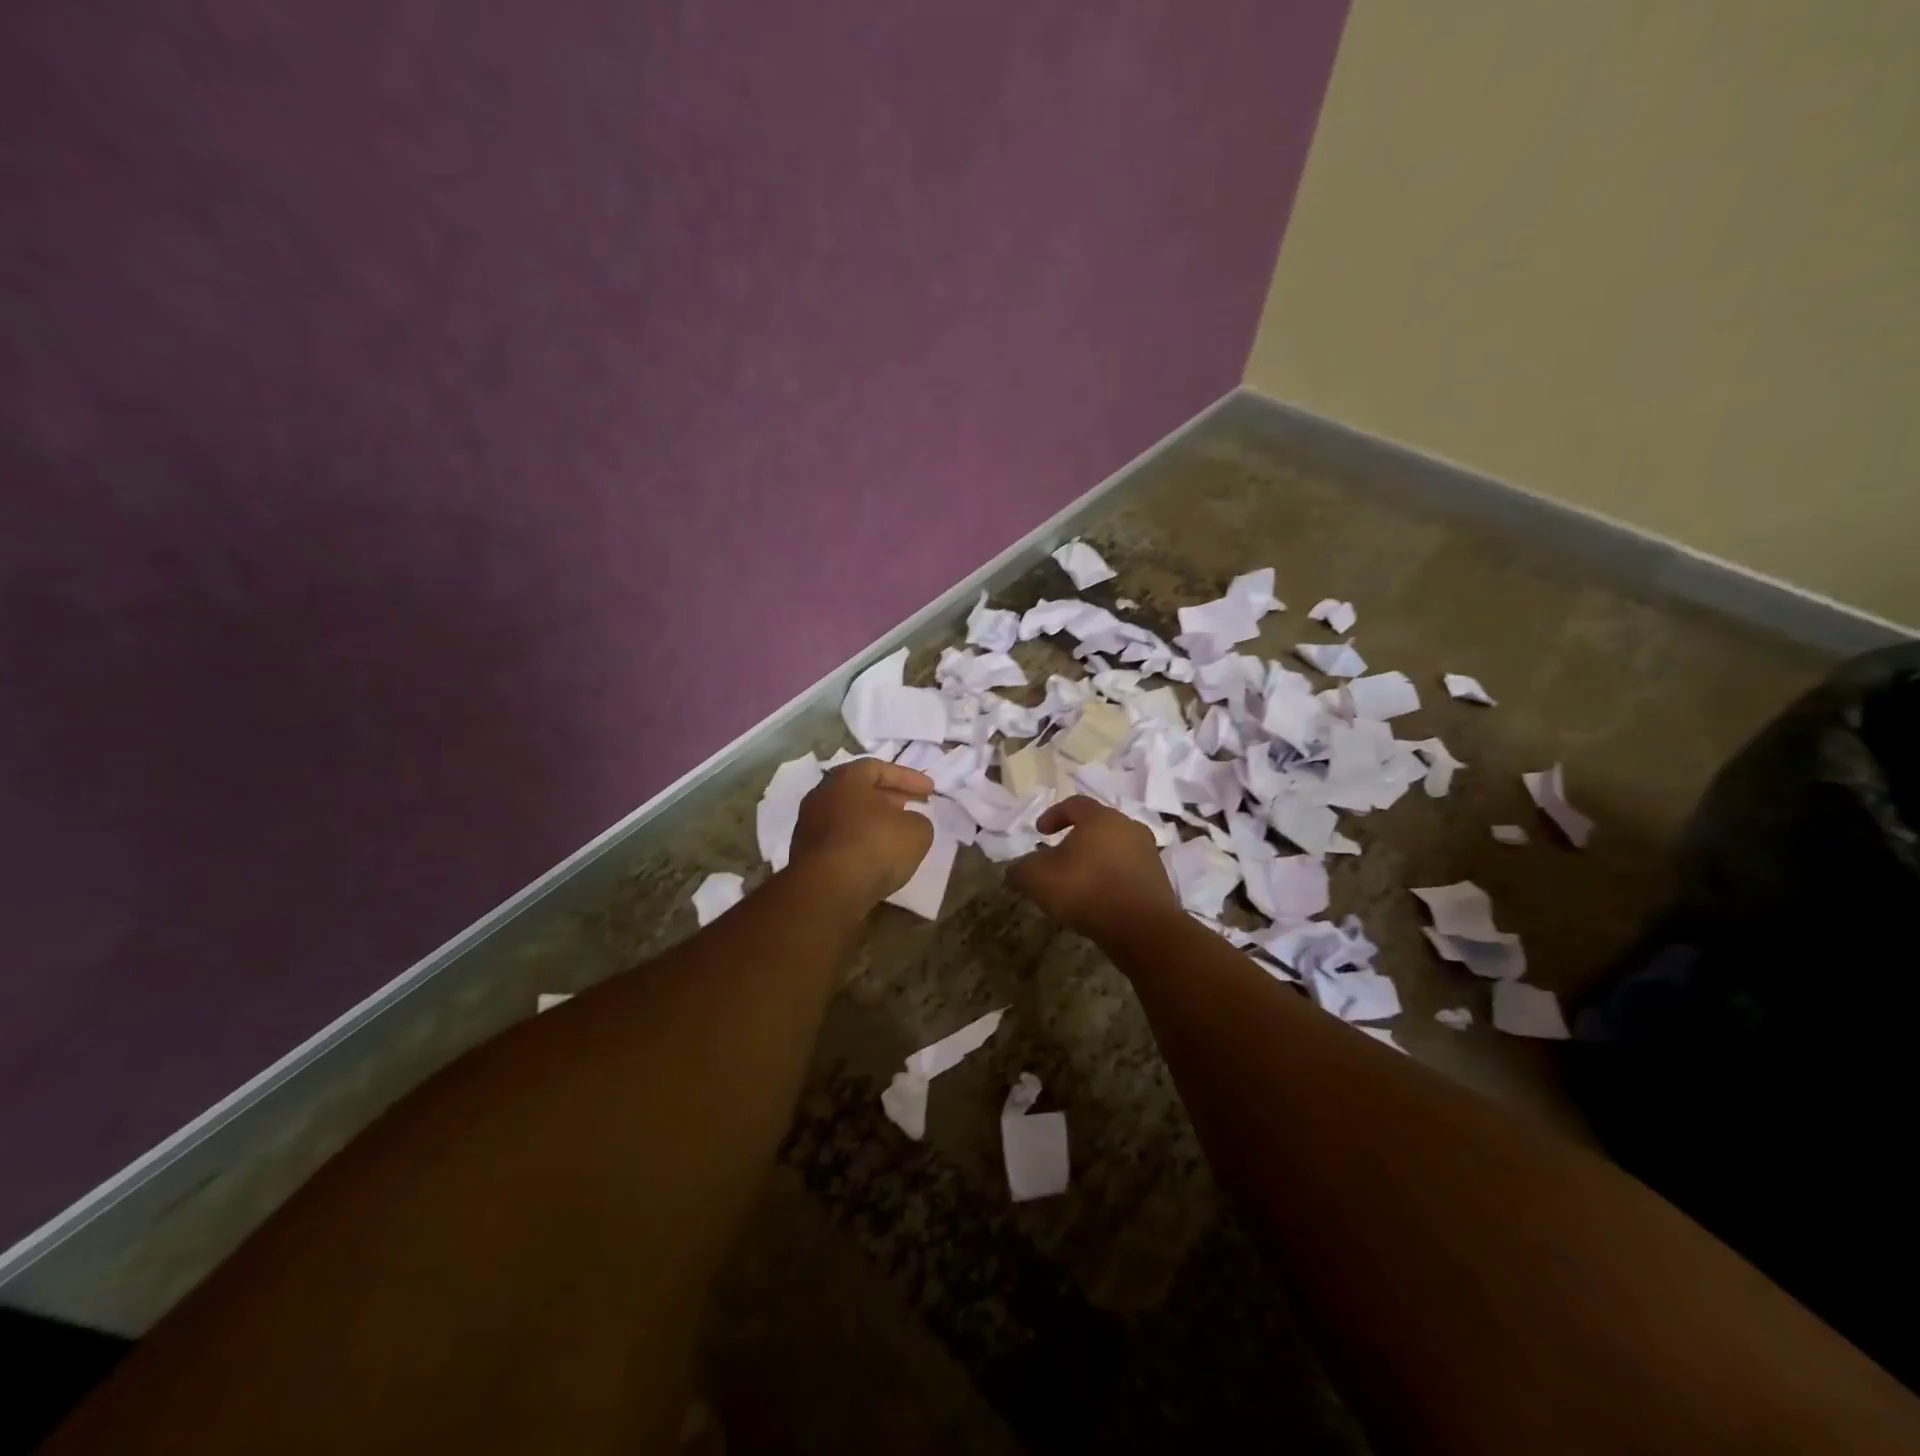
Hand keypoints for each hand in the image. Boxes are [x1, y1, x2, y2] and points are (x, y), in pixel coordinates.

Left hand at [790, 758, 935, 907]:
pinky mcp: (805, 854)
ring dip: (872, 821)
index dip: (908, 778)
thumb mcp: (916, 831)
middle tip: (912, 806)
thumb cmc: (874, 846)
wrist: (828, 889)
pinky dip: (859, 842)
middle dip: (889, 797)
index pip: (879, 768)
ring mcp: (809, 825)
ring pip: (848, 815)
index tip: (930, 790)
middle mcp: (822, 795)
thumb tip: (909, 823)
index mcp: (846, 778)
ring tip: (895, 833)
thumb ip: (918, 821)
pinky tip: (875, 856)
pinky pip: (839, 840)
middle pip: (860, 790)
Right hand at [1008, 795, 1178, 939]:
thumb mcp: (1038, 878)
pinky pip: (1128, 872)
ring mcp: (1148, 854)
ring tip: (1078, 883)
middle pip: (1098, 826)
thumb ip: (1021, 869)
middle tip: (1058, 858)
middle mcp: (1129, 828)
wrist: (1142, 928)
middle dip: (1076, 839)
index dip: (1053, 815)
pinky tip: (1099, 900)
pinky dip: (1111, 879)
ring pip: (1115, 849)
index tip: (1040, 832)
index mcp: (1101, 818)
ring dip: (1096, 860)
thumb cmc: (1086, 889)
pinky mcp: (1159, 881)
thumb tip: (1015, 869)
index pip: (1075, 804)